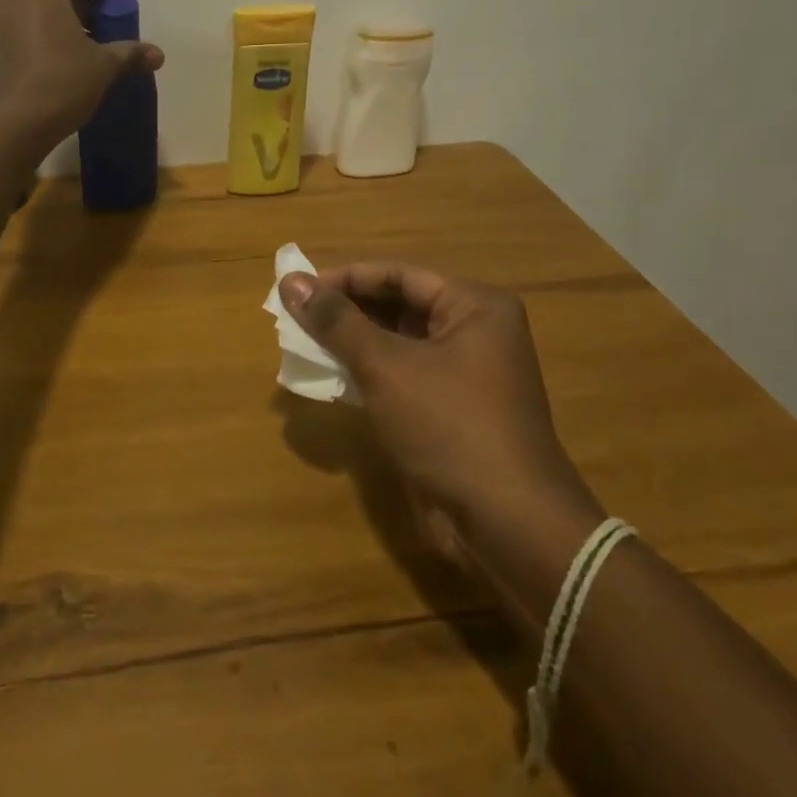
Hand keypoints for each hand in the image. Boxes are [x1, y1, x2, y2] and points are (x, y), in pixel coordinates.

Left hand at [0, 0, 164, 149]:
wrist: (10, 125)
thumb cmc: (61, 82)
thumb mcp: (103, 67)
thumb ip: (130, 54)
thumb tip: (158, 54)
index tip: (113, 6)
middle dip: (76, 3)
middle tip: (98, 27)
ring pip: (30, 7)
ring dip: (53, 18)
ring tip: (75, 45)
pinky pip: (15, 27)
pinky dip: (33, 34)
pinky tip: (49, 59)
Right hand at [279, 264, 604, 591]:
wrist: (504, 522)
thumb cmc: (449, 425)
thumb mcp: (387, 366)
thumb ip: (337, 322)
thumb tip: (291, 282)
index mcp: (474, 307)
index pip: (399, 275)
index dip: (346, 278)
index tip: (298, 288)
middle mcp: (473, 332)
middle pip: (398, 306)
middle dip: (346, 311)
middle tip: (294, 316)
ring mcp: (463, 374)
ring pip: (395, 343)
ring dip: (351, 342)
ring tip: (302, 343)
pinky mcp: (448, 410)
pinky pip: (400, 376)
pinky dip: (365, 373)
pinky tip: (329, 376)